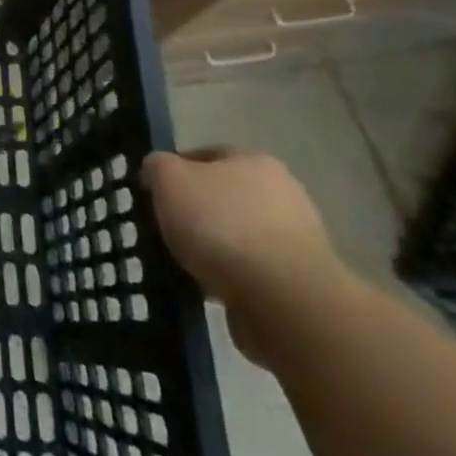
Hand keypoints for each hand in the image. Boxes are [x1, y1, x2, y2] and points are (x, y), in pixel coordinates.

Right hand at [143, 147, 344, 365]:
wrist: (284, 299)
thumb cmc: (221, 225)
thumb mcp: (169, 180)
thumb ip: (157, 166)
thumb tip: (157, 170)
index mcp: (255, 161)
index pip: (206, 155)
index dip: (175, 171)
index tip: (154, 194)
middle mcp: (283, 192)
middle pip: (224, 195)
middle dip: (196, 210)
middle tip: (168, 228)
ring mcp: (298, 238)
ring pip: (238, 233)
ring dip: (214, 245)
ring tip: (186, 263)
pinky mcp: (301, 279)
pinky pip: (253, 268)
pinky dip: (231, 275)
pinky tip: (211, 287)